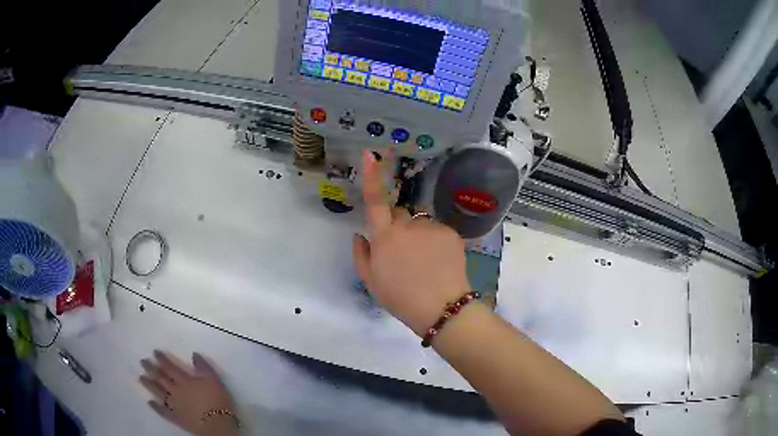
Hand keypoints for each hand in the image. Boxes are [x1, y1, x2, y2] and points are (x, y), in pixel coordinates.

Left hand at [140, 350, 237, 435]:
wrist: (216, 425)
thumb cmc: (217, 401)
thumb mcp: (214, 380)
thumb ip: (203, 367)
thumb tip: (193, 354)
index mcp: (184, 380)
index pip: (170, 367)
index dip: (161, 359)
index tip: (154, 353)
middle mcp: (175, 390)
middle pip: (160, 378)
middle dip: (151, 369)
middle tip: (142, 362)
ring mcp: (173, 405)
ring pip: (158, 392)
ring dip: (149, 384)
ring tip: (141, 377)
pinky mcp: (175, 418)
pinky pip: (163, 411)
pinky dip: (155, 407)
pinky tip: (149, 402)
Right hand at [353, 151, 471, 335]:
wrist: (442, 308)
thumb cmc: (401, 298)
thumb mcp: (371, 283)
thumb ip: (361, 255)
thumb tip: (360, 235)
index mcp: (385, 238)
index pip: (375, 201)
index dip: (371, 176)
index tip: (370, 154)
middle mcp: (407, 226)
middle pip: (399, 214)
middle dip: (397, 226)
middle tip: (403, 254)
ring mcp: (431, 227)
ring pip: (420, 223)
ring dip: (418, 235)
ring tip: (424, 262)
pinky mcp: (450, 232)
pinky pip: (437, 230)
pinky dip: (435, 241)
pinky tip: (439, 261)